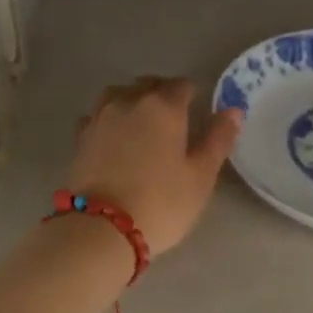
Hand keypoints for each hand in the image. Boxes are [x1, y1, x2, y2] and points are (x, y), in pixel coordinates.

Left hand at [67, 77, 243, 257]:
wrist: (100, 228)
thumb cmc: (161, 202)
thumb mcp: (201, 176)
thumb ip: (217, 139)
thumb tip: (233, 111)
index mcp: (164, 106)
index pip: (182, 86)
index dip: (193, 94)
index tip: (198, 110)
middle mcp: (129, 102)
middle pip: (148, 85)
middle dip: (162, 94)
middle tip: (173, 118)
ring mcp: (99, 118)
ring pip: (118, 95)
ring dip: (131, 101)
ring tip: (140, 122)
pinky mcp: (79, 138)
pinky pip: (97, 117)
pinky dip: (108, 120)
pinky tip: (112, 138)